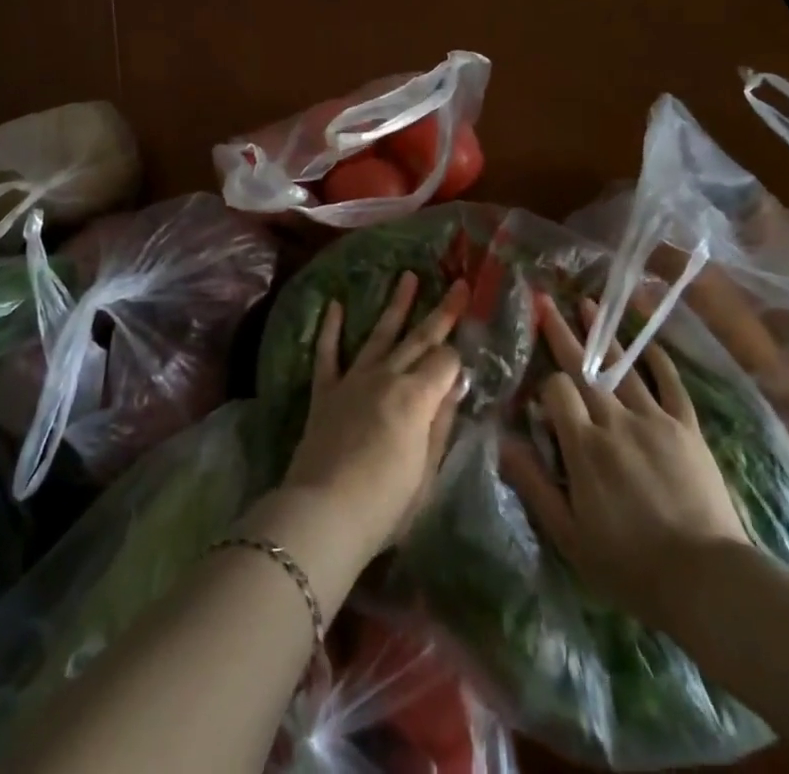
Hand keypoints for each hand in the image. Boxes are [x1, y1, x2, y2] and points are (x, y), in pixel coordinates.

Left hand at [281, 271, 469, 559]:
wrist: (323, 513)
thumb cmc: (385, 504)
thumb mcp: (427, 471)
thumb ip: (441, 423)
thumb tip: (455, 384)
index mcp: (416, 396)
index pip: (445, 362)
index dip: (457, 360)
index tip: (464, 366)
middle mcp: (386, 376)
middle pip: (419, 338)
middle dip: (442, 311)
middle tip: (458, 284)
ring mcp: (353, 379)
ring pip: (379, 333)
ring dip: (395, 305)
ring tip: (407, 276)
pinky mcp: (326, 391)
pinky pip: (328, 353)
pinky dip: (331, 328)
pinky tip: (336, 305)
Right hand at [500, 293, 750, 628]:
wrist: (709, 583)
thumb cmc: (631, 566)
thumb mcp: (569, 537)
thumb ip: (533, 485)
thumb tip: (501, 442)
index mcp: (585, 447)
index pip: (556, 391)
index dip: (544, 386)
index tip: (539, 395)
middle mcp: (616, 421)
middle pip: (585, 368)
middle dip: (562, 332)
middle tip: (545, 300)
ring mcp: (656, 421)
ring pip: (624, 367)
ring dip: (603, 335)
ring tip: (586, 303)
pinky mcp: (687, 429)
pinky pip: (671, 385)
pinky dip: (658, 361)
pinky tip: (647, 342)